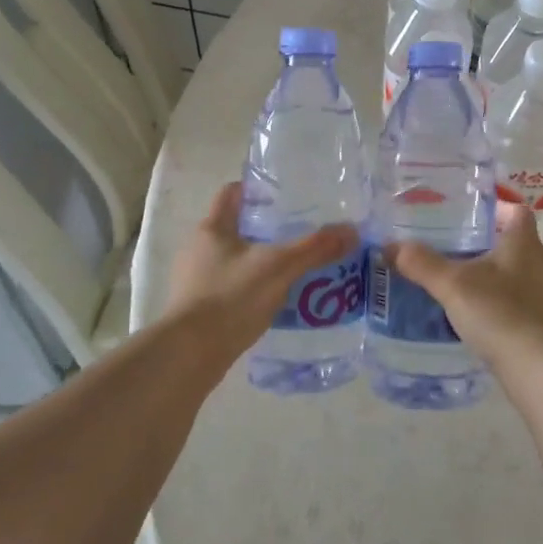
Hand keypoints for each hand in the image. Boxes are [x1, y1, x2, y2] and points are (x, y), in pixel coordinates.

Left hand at [167, 182, 357, 356]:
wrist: (190, 354)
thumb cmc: (231, 297)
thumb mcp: (279, 267)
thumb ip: (315, 248)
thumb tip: (351, 230)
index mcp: (212, 228)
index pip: (232, 193)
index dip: (257, 189)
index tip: (286, 194)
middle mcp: (199, 249)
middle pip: (236, 228)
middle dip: (267, 230)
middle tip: (302, 234)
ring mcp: (196, 280)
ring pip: (235, 261)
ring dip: (262, 262)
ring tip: (295, 269)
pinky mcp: (199, 309)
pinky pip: (232, 289)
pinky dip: (253, 290)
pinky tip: (277, 301)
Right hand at [388, 203, 542, 381]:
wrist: (540, 369)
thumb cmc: (500, 313)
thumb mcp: (453, 285)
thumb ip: (422, 263)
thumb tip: (390, 245)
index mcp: (523, 243)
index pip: (516, 211)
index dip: (494, 207)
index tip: (466, 212)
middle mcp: (538, 264)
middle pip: (512, 242)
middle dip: (482, 241)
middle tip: (447, 244)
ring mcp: (542, 296)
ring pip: (512, 273)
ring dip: (486, 274)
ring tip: (452, 279)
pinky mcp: (539, 324)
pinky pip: (513, 302)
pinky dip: (492, 302)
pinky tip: (469, 313)